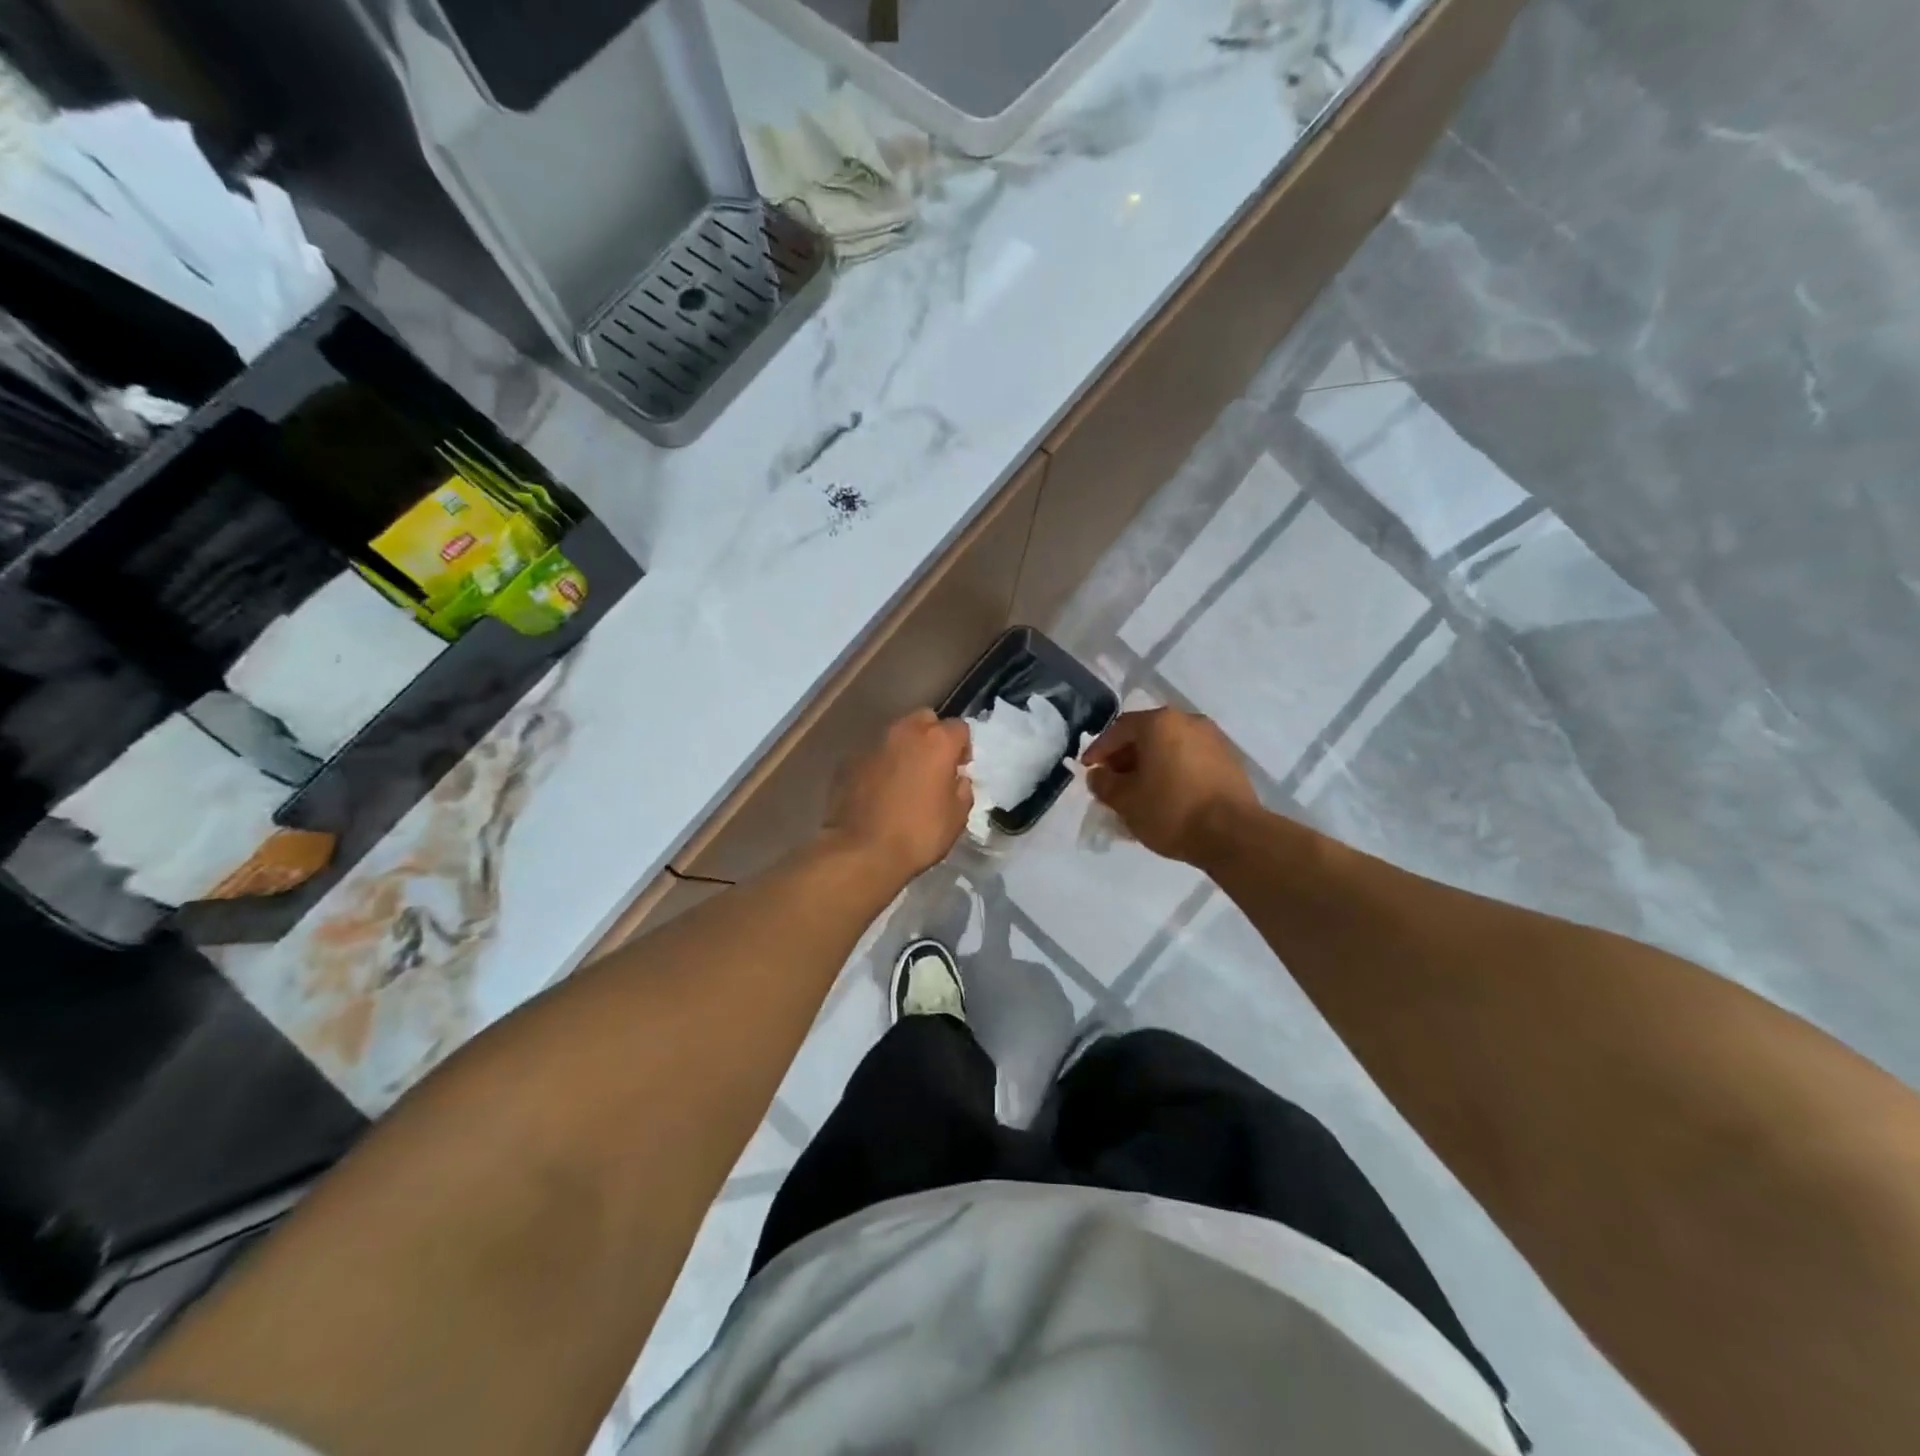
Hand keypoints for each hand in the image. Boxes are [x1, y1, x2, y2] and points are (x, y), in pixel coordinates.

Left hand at [824, 709, 971, 881]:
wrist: (862, 851)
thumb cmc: (918, 834)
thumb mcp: (957, 817)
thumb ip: (962, 789)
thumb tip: (957, 779)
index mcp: (937, 741)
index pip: (959, 727)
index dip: (962, 748)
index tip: (958, 769)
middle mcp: (904, 732)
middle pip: (925, 719)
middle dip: (932, 736)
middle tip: (932, 766)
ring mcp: (873, 744)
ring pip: (896, 734)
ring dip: (904, 749)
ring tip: (904, 778)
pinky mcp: (849, 760)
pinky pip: (873, 754)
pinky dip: (880, 764)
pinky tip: (879, 790)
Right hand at [1082, 707, 1260, 864]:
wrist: (1233, 835)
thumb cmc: (1171, 811)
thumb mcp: (1125, 801)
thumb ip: (1104, 784)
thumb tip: (1098, 775)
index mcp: (1160, 723)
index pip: (1119, 729)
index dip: (1099, 750)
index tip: (1088, 770)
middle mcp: (1188, 721)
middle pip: (1146, 734)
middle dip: (1125, 757)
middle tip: (1112, 782)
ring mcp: (1213, 739)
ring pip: (1170, 746)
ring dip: (1150, 764)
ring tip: (1138, 791)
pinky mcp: (1229, 760)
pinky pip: (1189, 758)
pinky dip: (1172, 771)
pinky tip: (1166, 795)